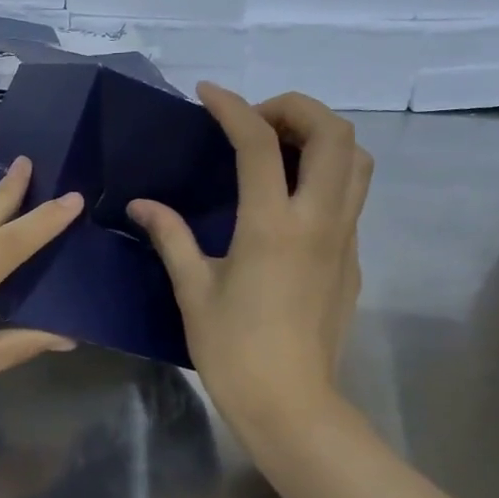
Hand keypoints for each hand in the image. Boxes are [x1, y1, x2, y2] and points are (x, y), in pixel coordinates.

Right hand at [128, 85, 371, 450]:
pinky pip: (351, 196)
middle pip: (333, 133)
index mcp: (271, 226)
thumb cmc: (233, 350)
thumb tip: (142, 204)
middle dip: (295, 108)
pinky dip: (325, 174)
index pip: (258, 144)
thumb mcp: (193, 291)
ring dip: (321, 136)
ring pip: (356, 160)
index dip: (232, 108)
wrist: (290, 403)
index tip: (208, 94)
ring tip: (279, 150)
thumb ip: (171, 237)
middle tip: (255, 121)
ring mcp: (344, 239)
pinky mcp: (352, 259)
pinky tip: (288, 200)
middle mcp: (318, 221)